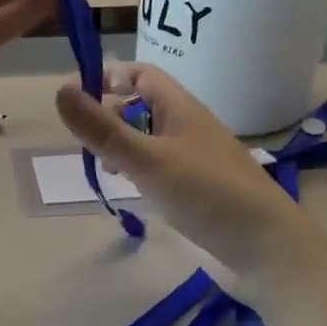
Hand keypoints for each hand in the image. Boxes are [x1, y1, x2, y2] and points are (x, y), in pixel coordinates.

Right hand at [55, 63, 323, 289]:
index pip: (141, 74)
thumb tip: (60, 90)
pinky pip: (155, 168)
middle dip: (109, 116)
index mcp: (181, 108)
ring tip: (105, 168)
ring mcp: (191, 160)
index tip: (78, 101)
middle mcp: (186, 128)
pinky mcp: (192, 190)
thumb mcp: (149, 160)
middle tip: (87, 142)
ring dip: (120, 145)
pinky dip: (135, 171)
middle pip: (141, 106)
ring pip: (146, 139)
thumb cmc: (208, 195)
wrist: (266, 251)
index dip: (109, 78)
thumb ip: (103, 130)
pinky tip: (127, 190)